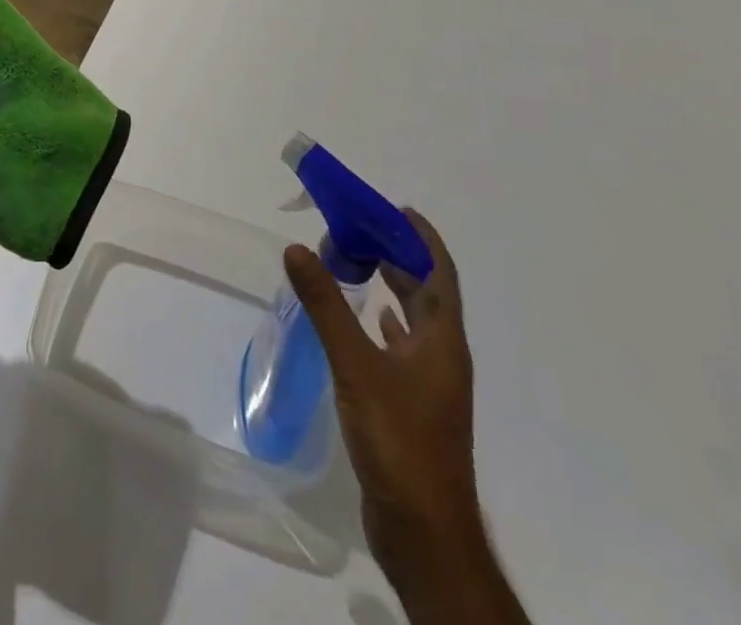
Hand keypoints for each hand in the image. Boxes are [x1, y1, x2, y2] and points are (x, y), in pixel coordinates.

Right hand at [284, 210, 480, 571]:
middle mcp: (441, 356)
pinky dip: (383, 324)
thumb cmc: (399, 441)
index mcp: (442, 341)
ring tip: (355, 262)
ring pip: (413, 320)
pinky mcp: (412, 406)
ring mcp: (429, 383)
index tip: (394, 208)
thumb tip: (298, 249)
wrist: (423, 533)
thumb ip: (326, 306)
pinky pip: (400, 347)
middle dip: (398, 257)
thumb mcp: (356, 366)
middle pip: (426, 292)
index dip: (422, 238)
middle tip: (358, 229)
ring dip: (390, 287)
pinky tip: (365, 319)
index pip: (439, 272)